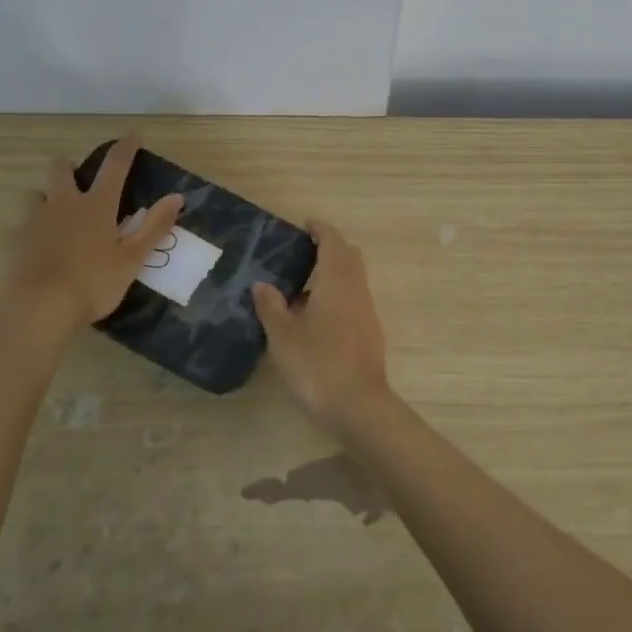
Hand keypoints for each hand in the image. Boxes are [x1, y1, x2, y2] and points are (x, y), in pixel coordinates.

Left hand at [4, 135, 181, 330]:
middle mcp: (63, 204)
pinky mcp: (12, 241)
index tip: (133, 135)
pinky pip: (15, 228)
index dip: (125, 148)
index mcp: (97, 206)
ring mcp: (33, 220)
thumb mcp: (132, 258)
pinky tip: (30, 247)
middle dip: (69, 167)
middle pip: (62, 170)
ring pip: (35, 194)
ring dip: (45, 198)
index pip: (115, 166)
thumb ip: (154, 226)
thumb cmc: (93, 283)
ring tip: (53, 215)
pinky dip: (24, 232)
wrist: (39, 308)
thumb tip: (177, 196)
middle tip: (78, 179)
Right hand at [252, 220, 393, 433]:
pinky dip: (336, 296)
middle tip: (300, 253)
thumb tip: (262, 284)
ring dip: (332, 274)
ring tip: (299, 288)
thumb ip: (271, 306)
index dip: (320, 229)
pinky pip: (353, 300)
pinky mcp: (369, 333)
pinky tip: (314, 317)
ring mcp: (366, 312)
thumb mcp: (283, 335)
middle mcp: (357, 289)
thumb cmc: (317, 364)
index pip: (333, 241)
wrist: (358, 406)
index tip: (304, 225)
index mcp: (337, 281)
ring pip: (353, 279)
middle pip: (348, 256)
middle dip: (329, 248)